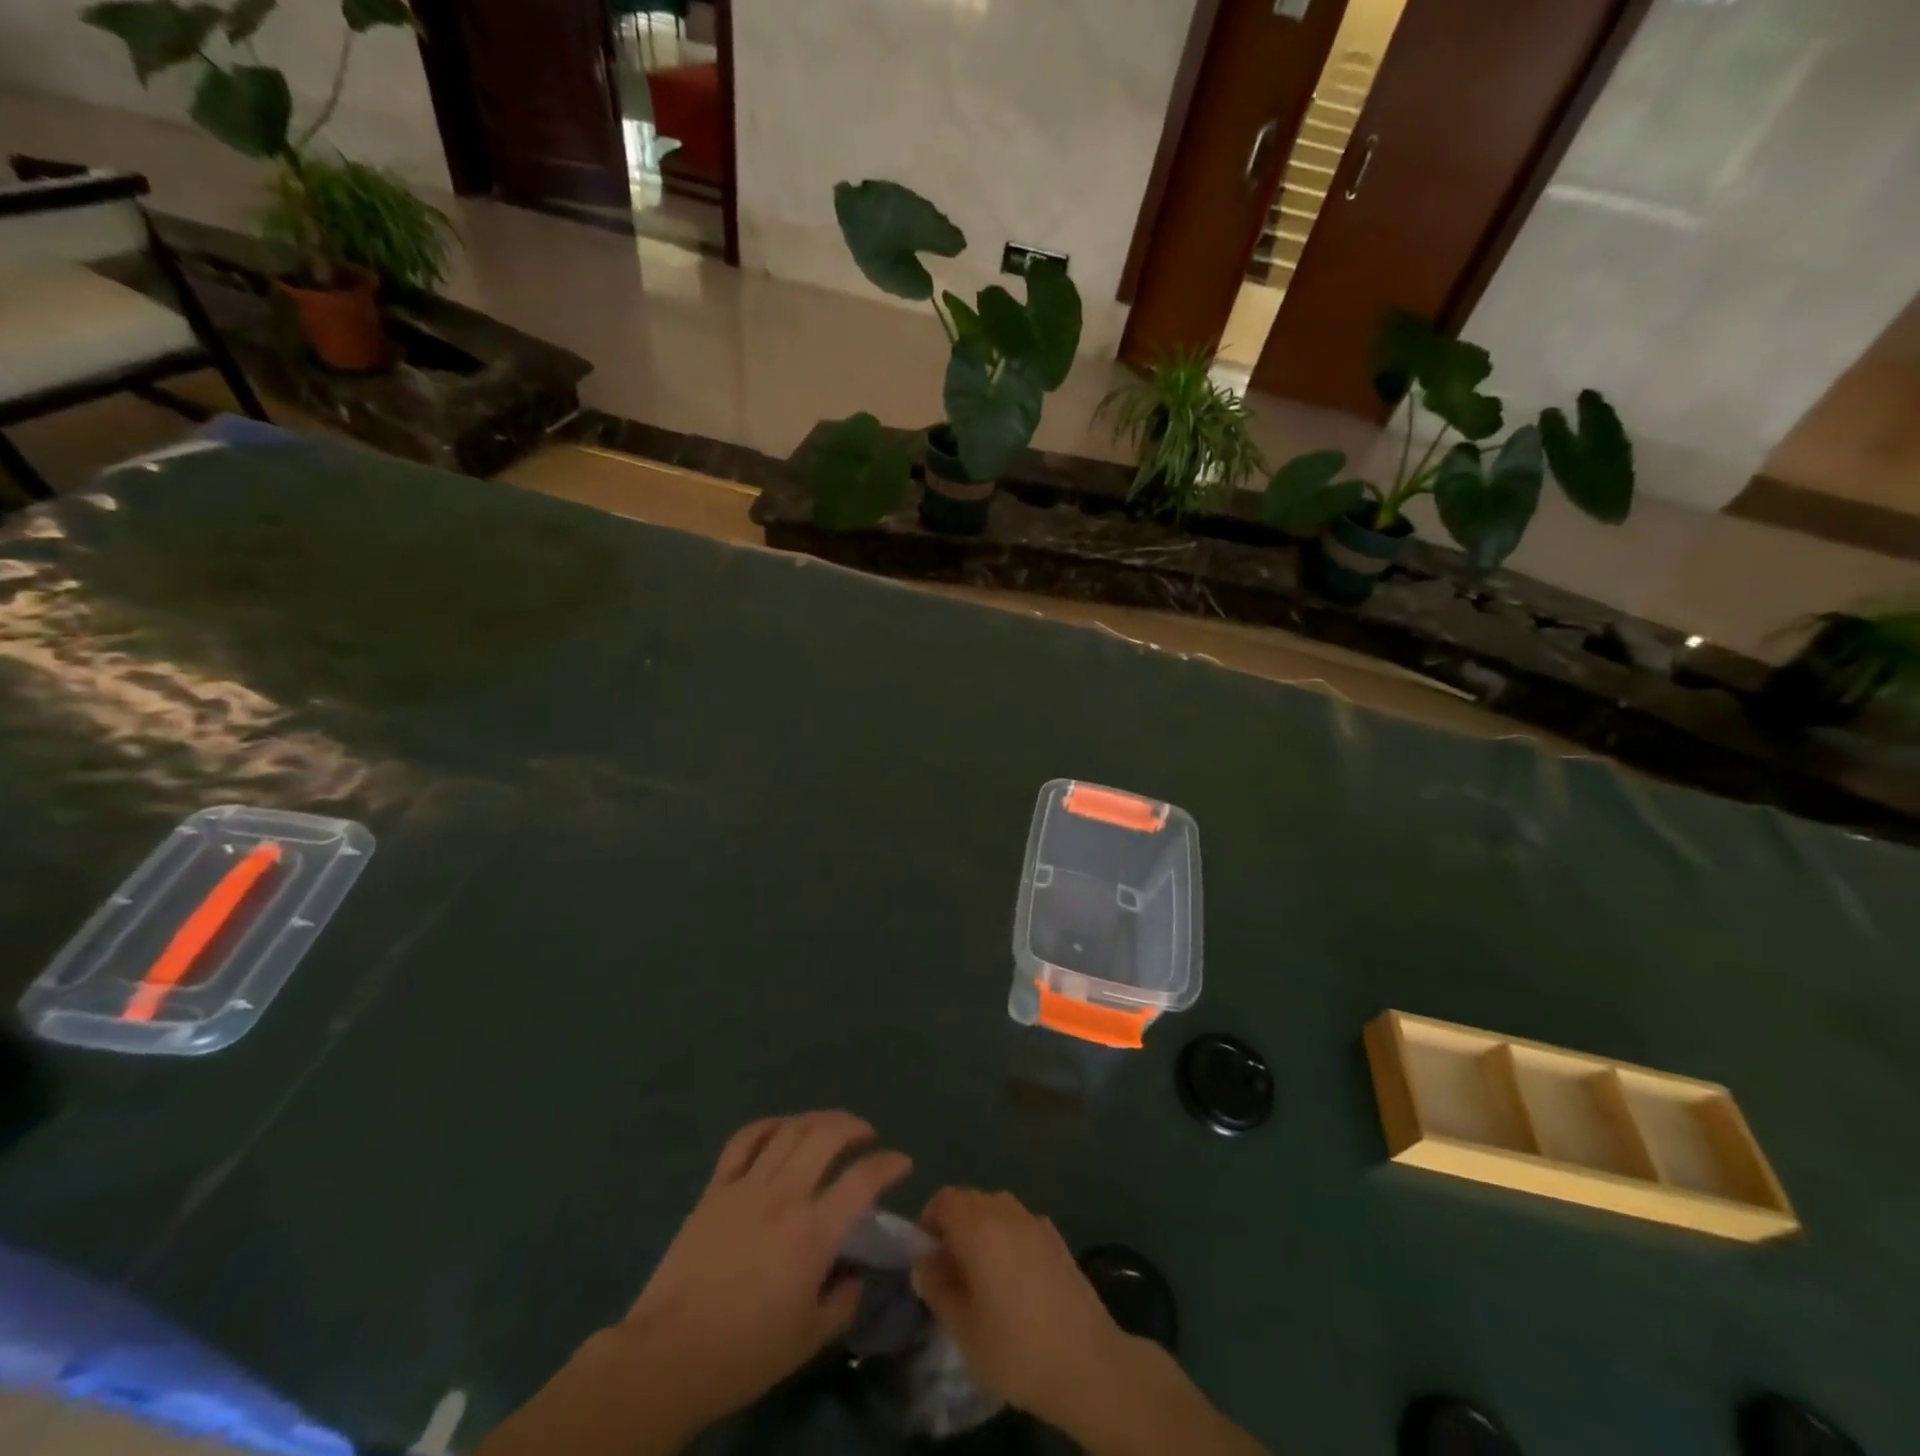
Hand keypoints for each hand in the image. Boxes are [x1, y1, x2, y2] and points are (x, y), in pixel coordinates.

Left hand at [617, 1111, 910, 1433]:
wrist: (669, 1356)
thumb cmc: (745, 1353)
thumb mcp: (809, 1339)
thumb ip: (843, 1301)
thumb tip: (855, 1272)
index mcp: (813, 1232)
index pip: (863, 1180)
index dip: (889, 1164)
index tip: (901, 1163)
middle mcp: (785, 1195)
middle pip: (826, 1136)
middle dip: (853, 1125)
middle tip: (866, 1134)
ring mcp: (747, 1186)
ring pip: (789, 1130)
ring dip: (817, 1119)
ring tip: (830, 1126)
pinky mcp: (715, 1189)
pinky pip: (744, 1140)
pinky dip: (767, 1125)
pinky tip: (780, 1128)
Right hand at [911, 1188, 1133, 1431]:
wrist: (1087, 1363)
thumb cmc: (1017, 1349)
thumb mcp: (963, 1330)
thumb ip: (937, 1288)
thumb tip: (925, 1262)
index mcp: (979, 1227)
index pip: (944, 1200)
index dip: (929, 1221)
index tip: (927, 1257)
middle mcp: (1006, 1212)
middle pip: (970, 1199)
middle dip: (953, 1224)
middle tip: (950, 1269)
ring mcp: (1035, 1221)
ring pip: (996, 1207)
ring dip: (981, 1228)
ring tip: (981, 1273)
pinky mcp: (1057, 1237)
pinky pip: (1019, 1222)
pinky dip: (1007, 1236)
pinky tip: (1014, 1277)